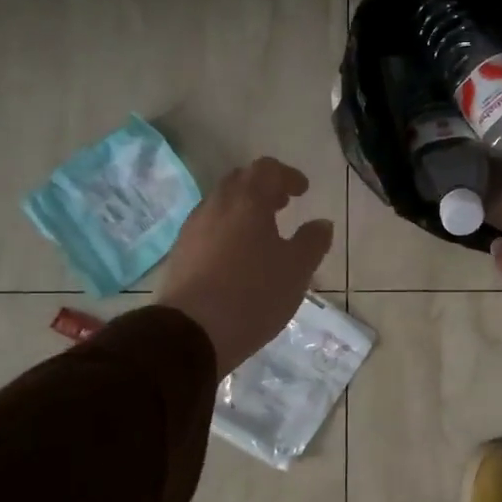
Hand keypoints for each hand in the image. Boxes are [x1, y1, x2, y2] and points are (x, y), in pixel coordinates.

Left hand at [157, 158, 333, 376]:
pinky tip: (237, 256)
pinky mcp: (180, 253)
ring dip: (243, 210)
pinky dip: (227, 230)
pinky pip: (208, 228)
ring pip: (221, 205)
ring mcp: (193, 229)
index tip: (302, 191)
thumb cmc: (253, 294)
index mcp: (248, 201)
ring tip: (261, 233)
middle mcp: (216, 206)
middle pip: (240, 181)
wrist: (192, 332)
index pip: (267, 169)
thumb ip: (313, 241)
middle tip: (282, 205)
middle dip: (263, 188)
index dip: (287, 175)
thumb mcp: (297, 270)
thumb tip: (321, 223)